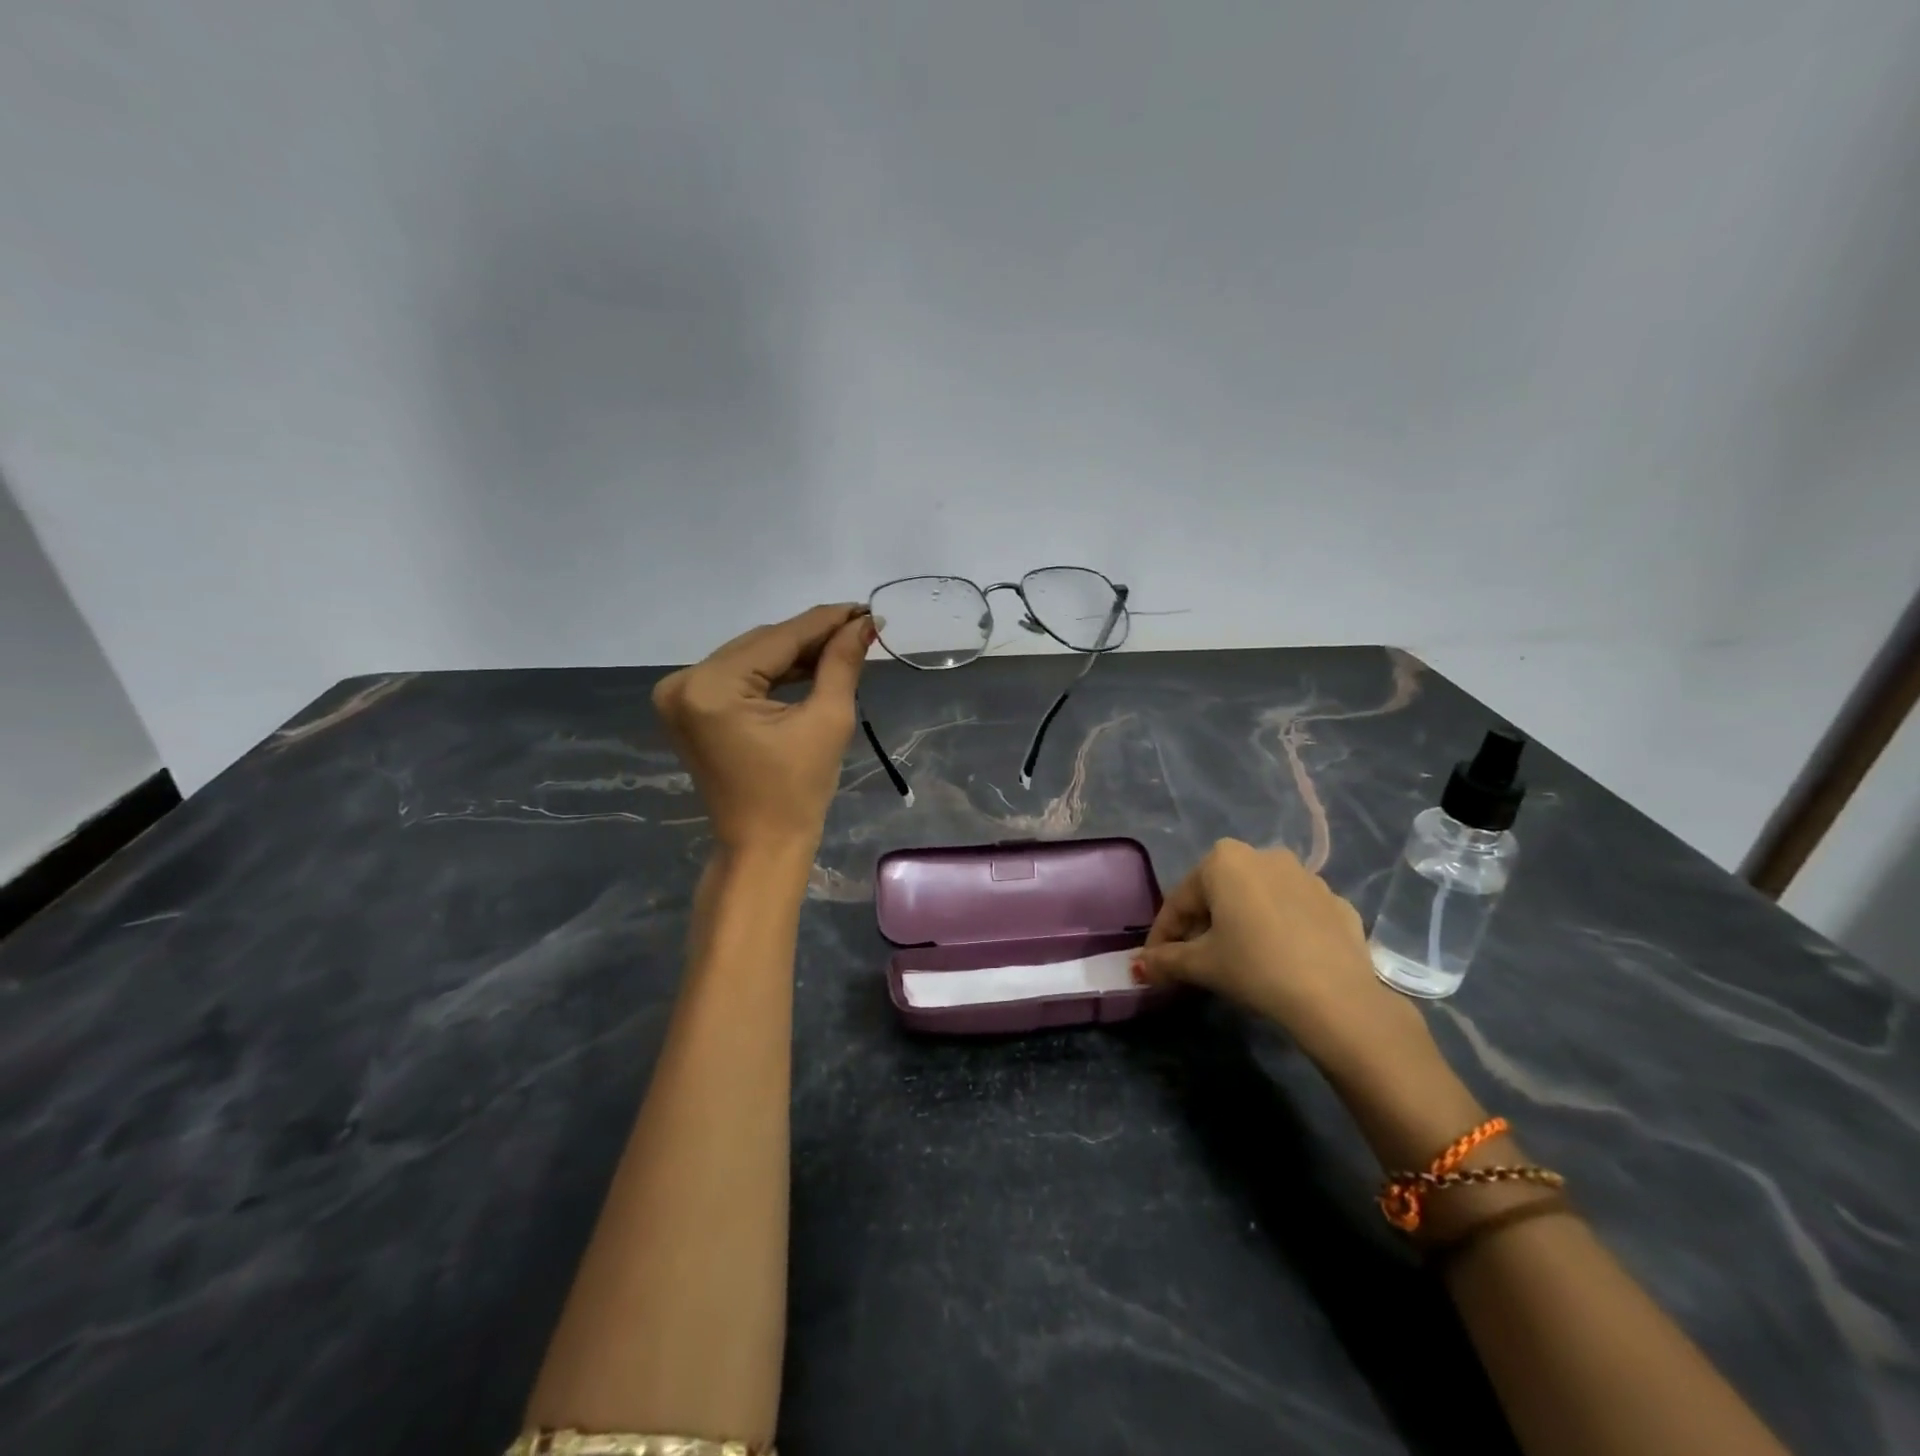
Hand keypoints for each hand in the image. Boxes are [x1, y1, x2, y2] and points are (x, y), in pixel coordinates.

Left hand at [652, 603, 873, 852]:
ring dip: (794, 653)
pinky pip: (738, 676)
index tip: (865, 608)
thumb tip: (863, 624)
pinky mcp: (688, 709)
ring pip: (750, 657)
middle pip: (761, 644)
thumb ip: (841, 663)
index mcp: (711, 687)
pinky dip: (772, 672)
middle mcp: (684, 682)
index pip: (779, 639)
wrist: (762, 845)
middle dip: (811, 637)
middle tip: (860, 628)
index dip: (826, 621)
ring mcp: (679, 696)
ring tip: (842, 645)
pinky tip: (809, 666)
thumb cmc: (798, 791)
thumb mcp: (827, 720)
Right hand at [1133, 840, 1436, 1080]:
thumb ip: (1166, 960)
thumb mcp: (1201, 965)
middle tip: (1194, 961)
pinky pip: (1294, 913)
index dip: (1163, 934)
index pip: (1180, 901)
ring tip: (1238, 960)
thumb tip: (1139, 966)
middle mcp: (1264, 855)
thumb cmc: (1255, 967)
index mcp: (1224, 860)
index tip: (1156, 962)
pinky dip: (1280, 930)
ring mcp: (1306, 876)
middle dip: (1202, 925)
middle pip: (1219, 894)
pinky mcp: (1337, 902)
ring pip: (1258, 900)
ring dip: (1241, 924)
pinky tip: (1280, 960)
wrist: (1337, 998)